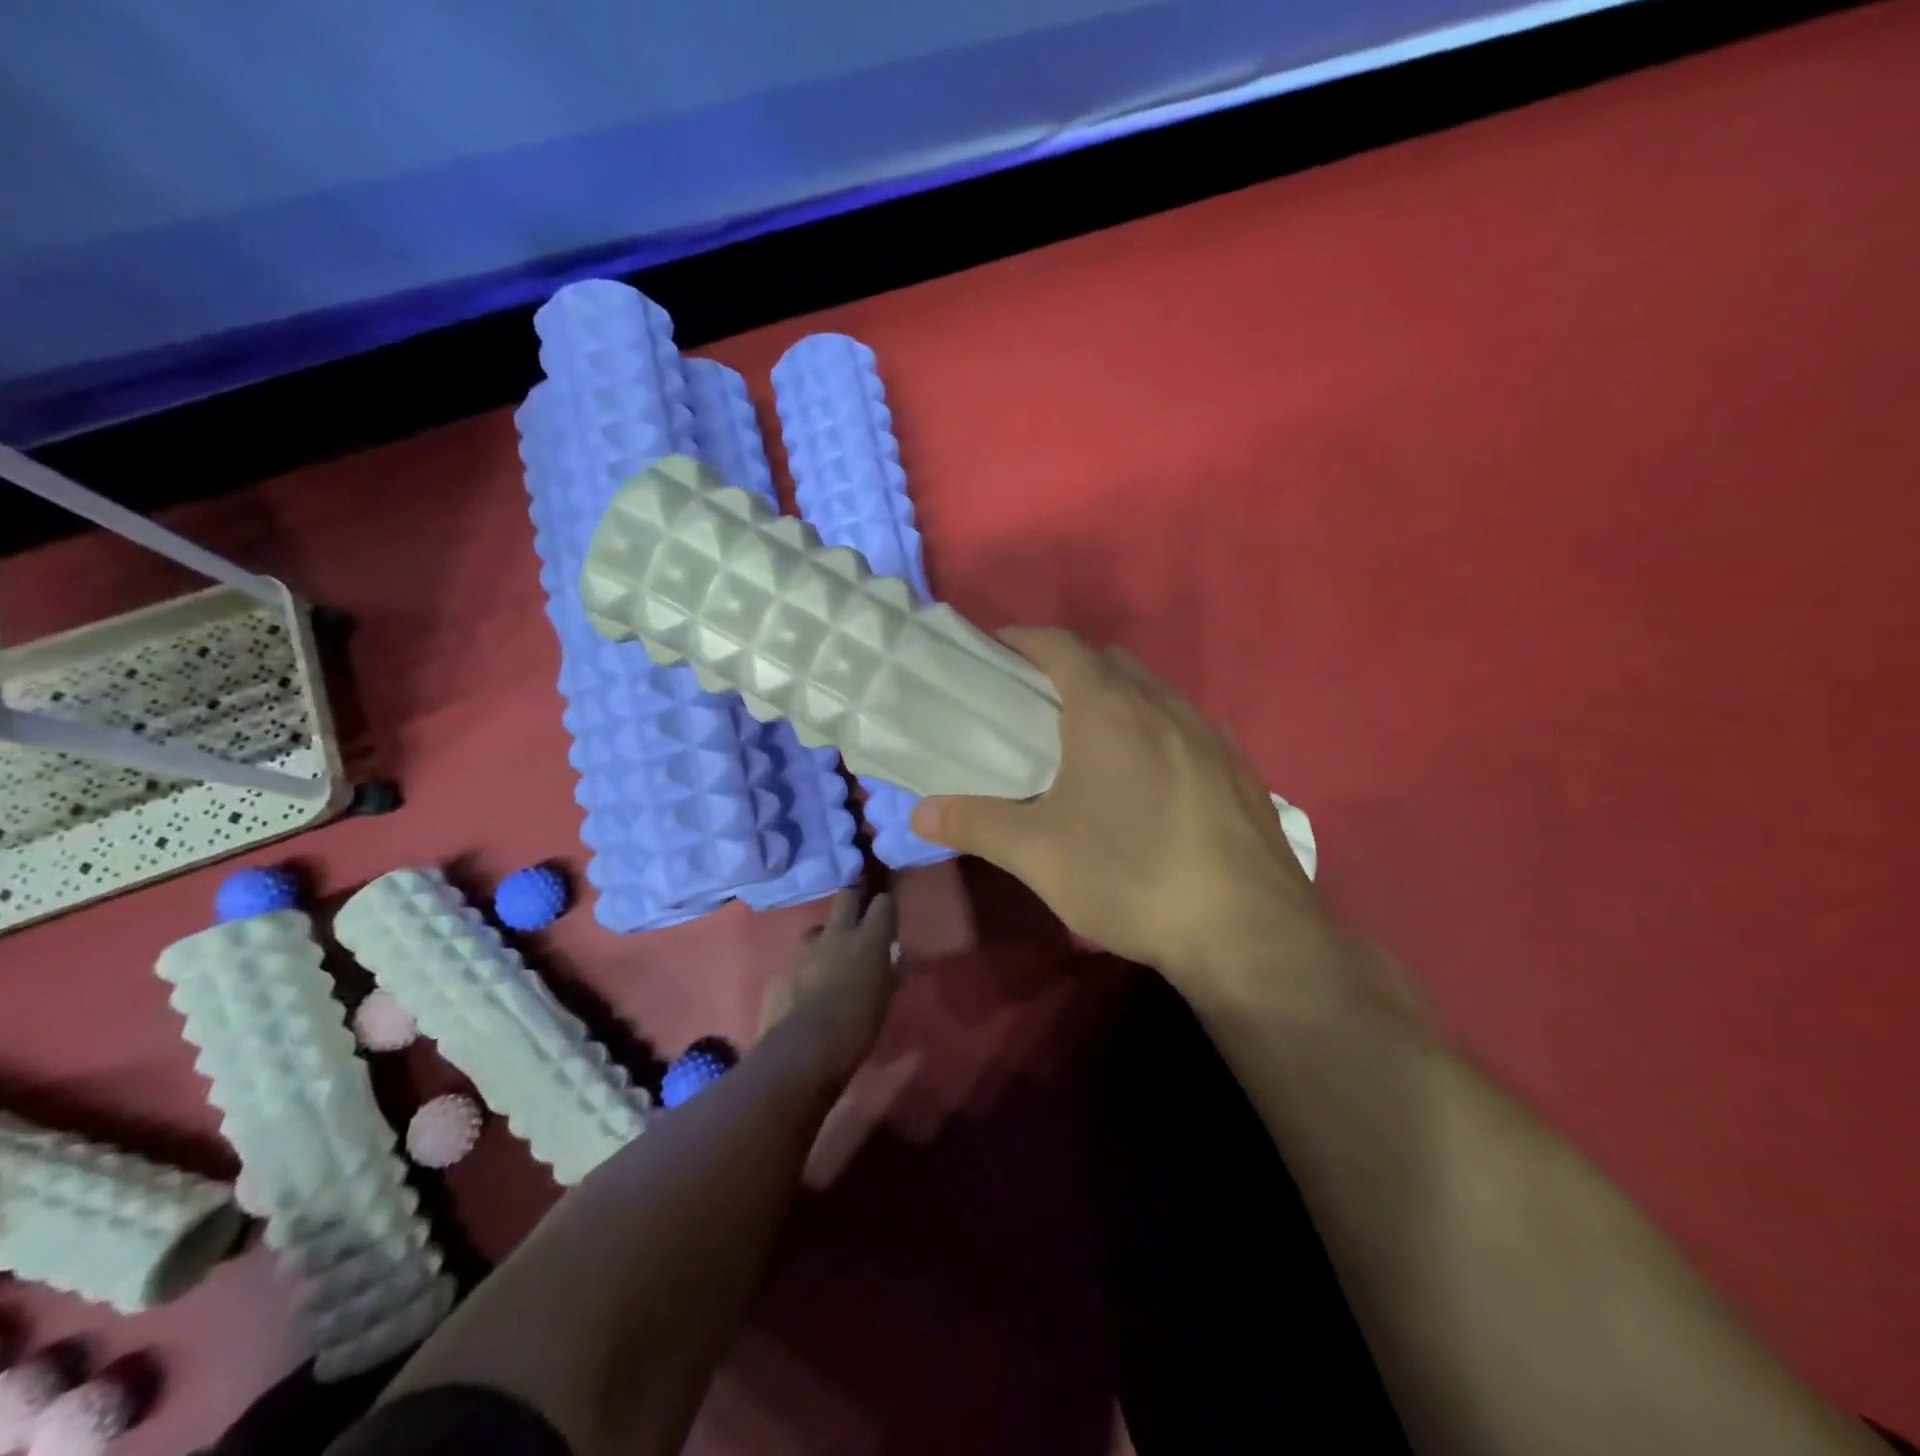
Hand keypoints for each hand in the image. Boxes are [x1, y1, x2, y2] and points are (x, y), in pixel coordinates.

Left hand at [757, 889, 900, 1080]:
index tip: (887, 917)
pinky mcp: (784, 966)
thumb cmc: (858, 1024)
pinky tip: (807, 986)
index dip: (885, 906)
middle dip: (853, 900)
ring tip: (829, 958)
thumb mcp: (884, 999)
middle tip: (858, 915)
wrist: (807, 1048)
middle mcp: (838, 934)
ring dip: (826, 938)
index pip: (883, 903)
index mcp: (869, 939)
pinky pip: (799, 958)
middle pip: (846, 896)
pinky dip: (806, 967)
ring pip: (818, 928)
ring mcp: (807, 948)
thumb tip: (895, 963)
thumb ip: (889, 974)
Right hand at [910, 629, 1330, 995]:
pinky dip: (1157, 734)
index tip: (997, 651)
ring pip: (1155, 695)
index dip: (1025, 640)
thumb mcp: (1039, 854)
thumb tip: (918, 813)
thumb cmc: (1131, 876)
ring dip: (1118, 702)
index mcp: (1110, 709)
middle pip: (1111, 664)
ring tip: (1091, 748)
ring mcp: (1212, 735)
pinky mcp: (1242, 770)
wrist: (1248, 932)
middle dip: (1071, 671)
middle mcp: (1165, 706)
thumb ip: (976, 824)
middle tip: (1037, 708)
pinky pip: (1188, 729)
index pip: (1062, 646)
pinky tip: (1150, 785)